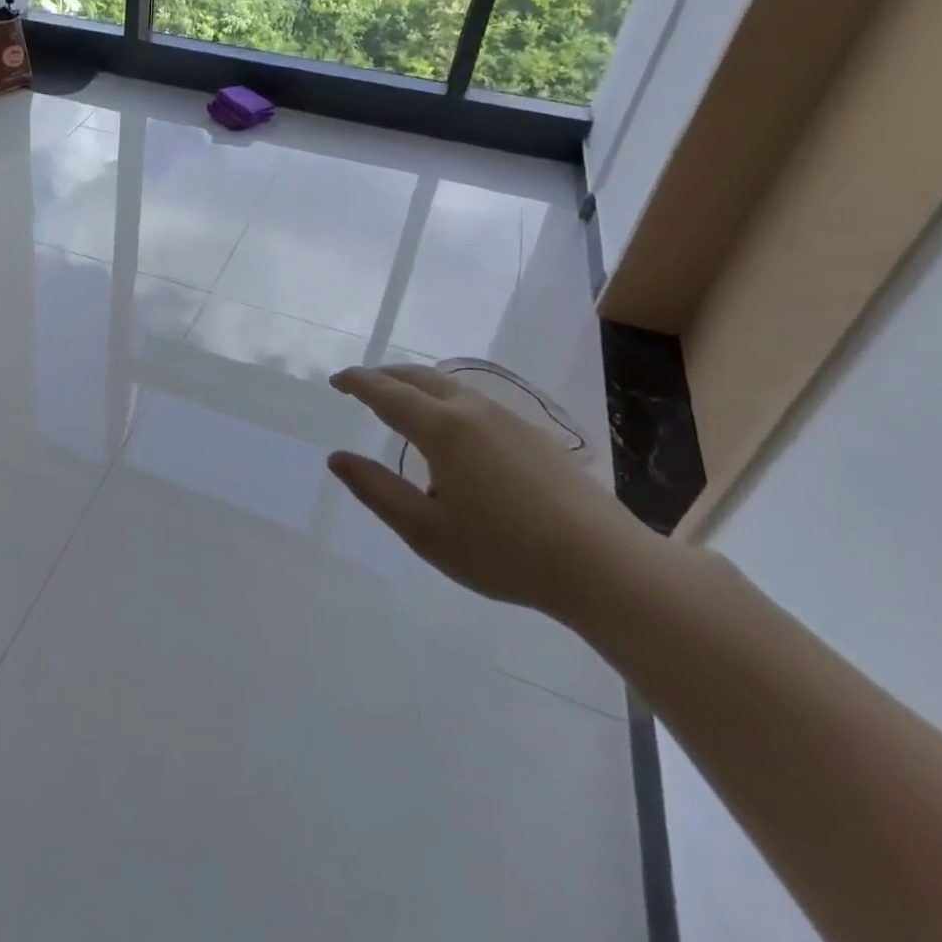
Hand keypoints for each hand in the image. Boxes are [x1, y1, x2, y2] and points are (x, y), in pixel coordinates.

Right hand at [328, 363, 653, 621]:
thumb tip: (337, 459)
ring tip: (399, 401)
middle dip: (384, 375)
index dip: (357, 382)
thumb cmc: (504, 551)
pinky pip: (473, 400)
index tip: (335, 380)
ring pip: (450, 385)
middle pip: (419, 377)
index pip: (386, 392)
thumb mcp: (425, 530)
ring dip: (416, 384)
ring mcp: (508, 419)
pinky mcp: (532, 434)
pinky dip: (443, 398)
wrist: (605, 566)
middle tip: (360, 385)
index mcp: (442, 429)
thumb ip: (376, 490)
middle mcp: (473, 411)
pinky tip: (449, 427)